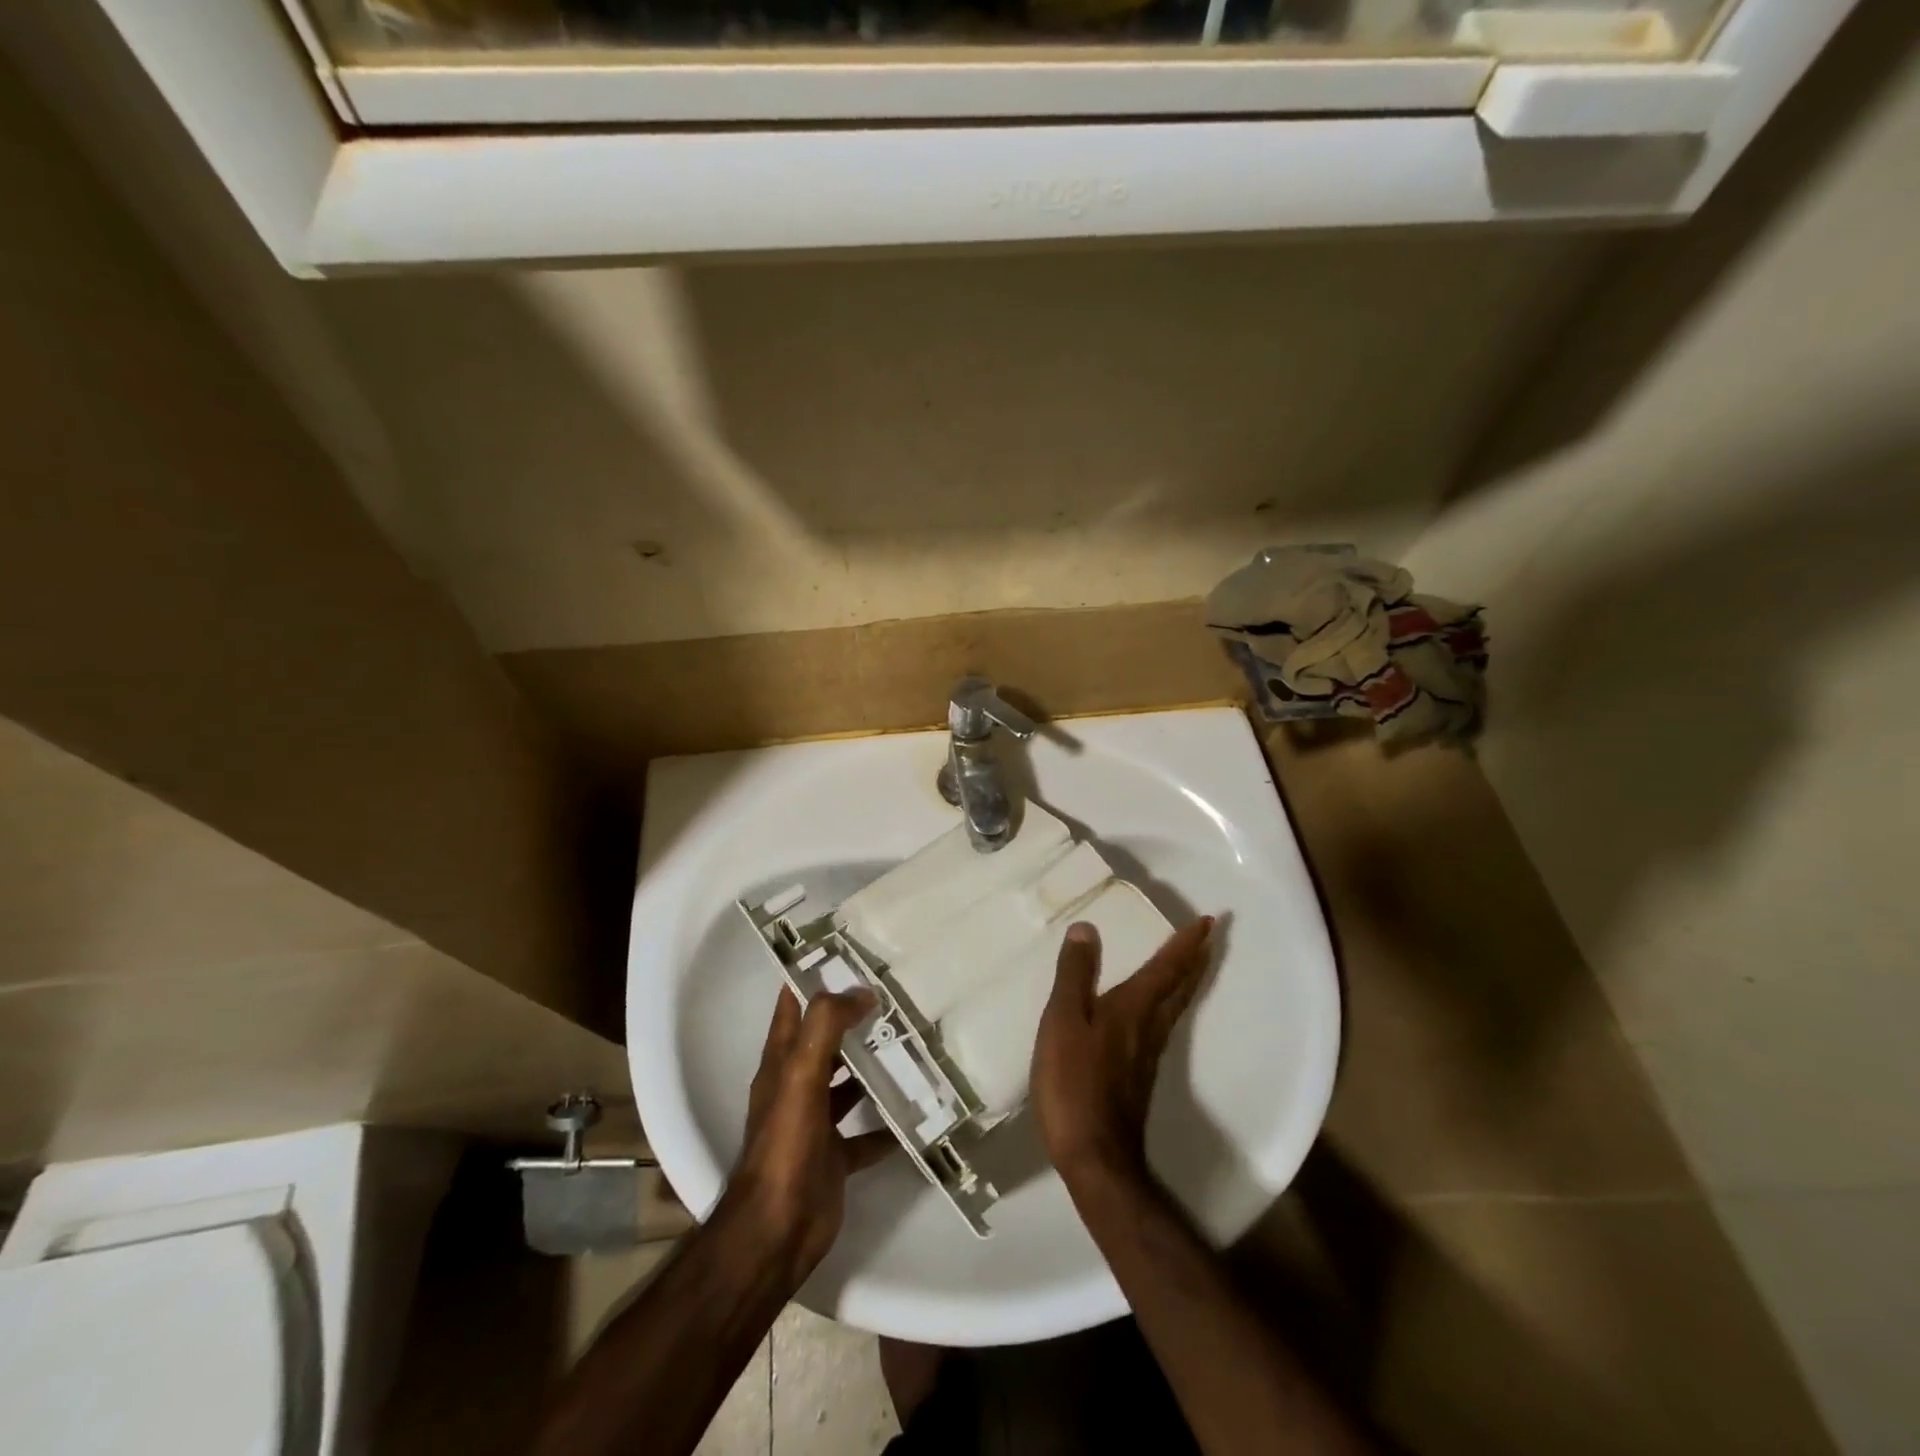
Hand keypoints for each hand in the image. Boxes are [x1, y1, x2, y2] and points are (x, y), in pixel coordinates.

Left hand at [723, 989, 894, 1279]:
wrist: (776, 1230)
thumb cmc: (785, 1145)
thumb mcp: (800, 1075)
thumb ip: (826, 1027)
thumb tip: (861, 992)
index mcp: (781, 1060)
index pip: (794, 1003)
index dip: (814, 975)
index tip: (850, 951)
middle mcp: (796, 1084)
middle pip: (826, 1039)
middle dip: (854, 1018)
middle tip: (897, 995)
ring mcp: (815, 1121)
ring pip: (848, 1082)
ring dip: (874, 1066)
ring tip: (914, 1044)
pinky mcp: (835, 1155)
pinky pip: (867, 1133)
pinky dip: (888, 1123)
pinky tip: (917, 1111)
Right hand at [1032, 917, 1216, 1190]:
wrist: (1095, 1155)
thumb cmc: (1074, 1083)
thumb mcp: (1064, 1021)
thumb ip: (1075, 975)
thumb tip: (1089, 929)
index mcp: (1133, 1008)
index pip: (1166, 968)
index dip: (1186, 943)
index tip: (1209, 921)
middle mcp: (1148, 1027)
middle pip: (1180, 987)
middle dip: (1194, 959)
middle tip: (1210, 937)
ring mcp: (1147, 1054)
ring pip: (1174, 1008)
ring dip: (1185, 981)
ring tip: (1190, 965)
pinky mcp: (1139, 1076)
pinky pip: (1162, 1026)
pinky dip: (1168, 1005)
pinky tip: (1154, 1013)